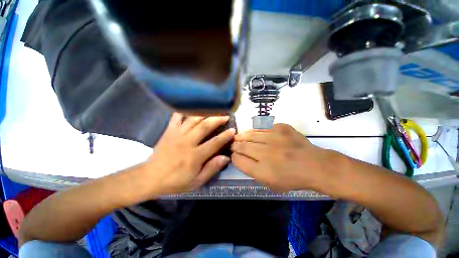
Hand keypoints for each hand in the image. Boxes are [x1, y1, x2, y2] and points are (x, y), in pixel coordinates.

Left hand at [145, 113, 235, 194]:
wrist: (149, 177)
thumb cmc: (175, 181)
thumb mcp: (196, 181)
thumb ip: (211, 169)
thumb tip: (225, 157)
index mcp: (195, 156)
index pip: (215, 142)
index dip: (226, 135)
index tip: (233, 130)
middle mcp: (187, 142)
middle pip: (205, 126)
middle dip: (218, 119)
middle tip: (226, 116)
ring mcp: (177, 134)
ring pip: (193, 119)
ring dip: (205, 113)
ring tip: (214, 110)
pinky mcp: (169, 130)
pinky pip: (177, 116)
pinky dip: (185, 110)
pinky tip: (192, 108)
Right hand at [231, 124, 332, 191]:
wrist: (314, 165)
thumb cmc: (290, 178)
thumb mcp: (268, 181)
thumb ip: (250, 169)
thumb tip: (237, 156)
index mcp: (263, 170)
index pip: (239, 159)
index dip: (233, 155)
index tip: (233, 153)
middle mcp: (267, 153)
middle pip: (242, 145)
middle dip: (235, 144)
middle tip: (233, 143)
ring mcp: (274, 137)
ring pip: (250, 134)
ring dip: (242, 135)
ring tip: (238, 136)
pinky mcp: (282, 127)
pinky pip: (262, 127)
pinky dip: (254, 130)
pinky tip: (252, 132)